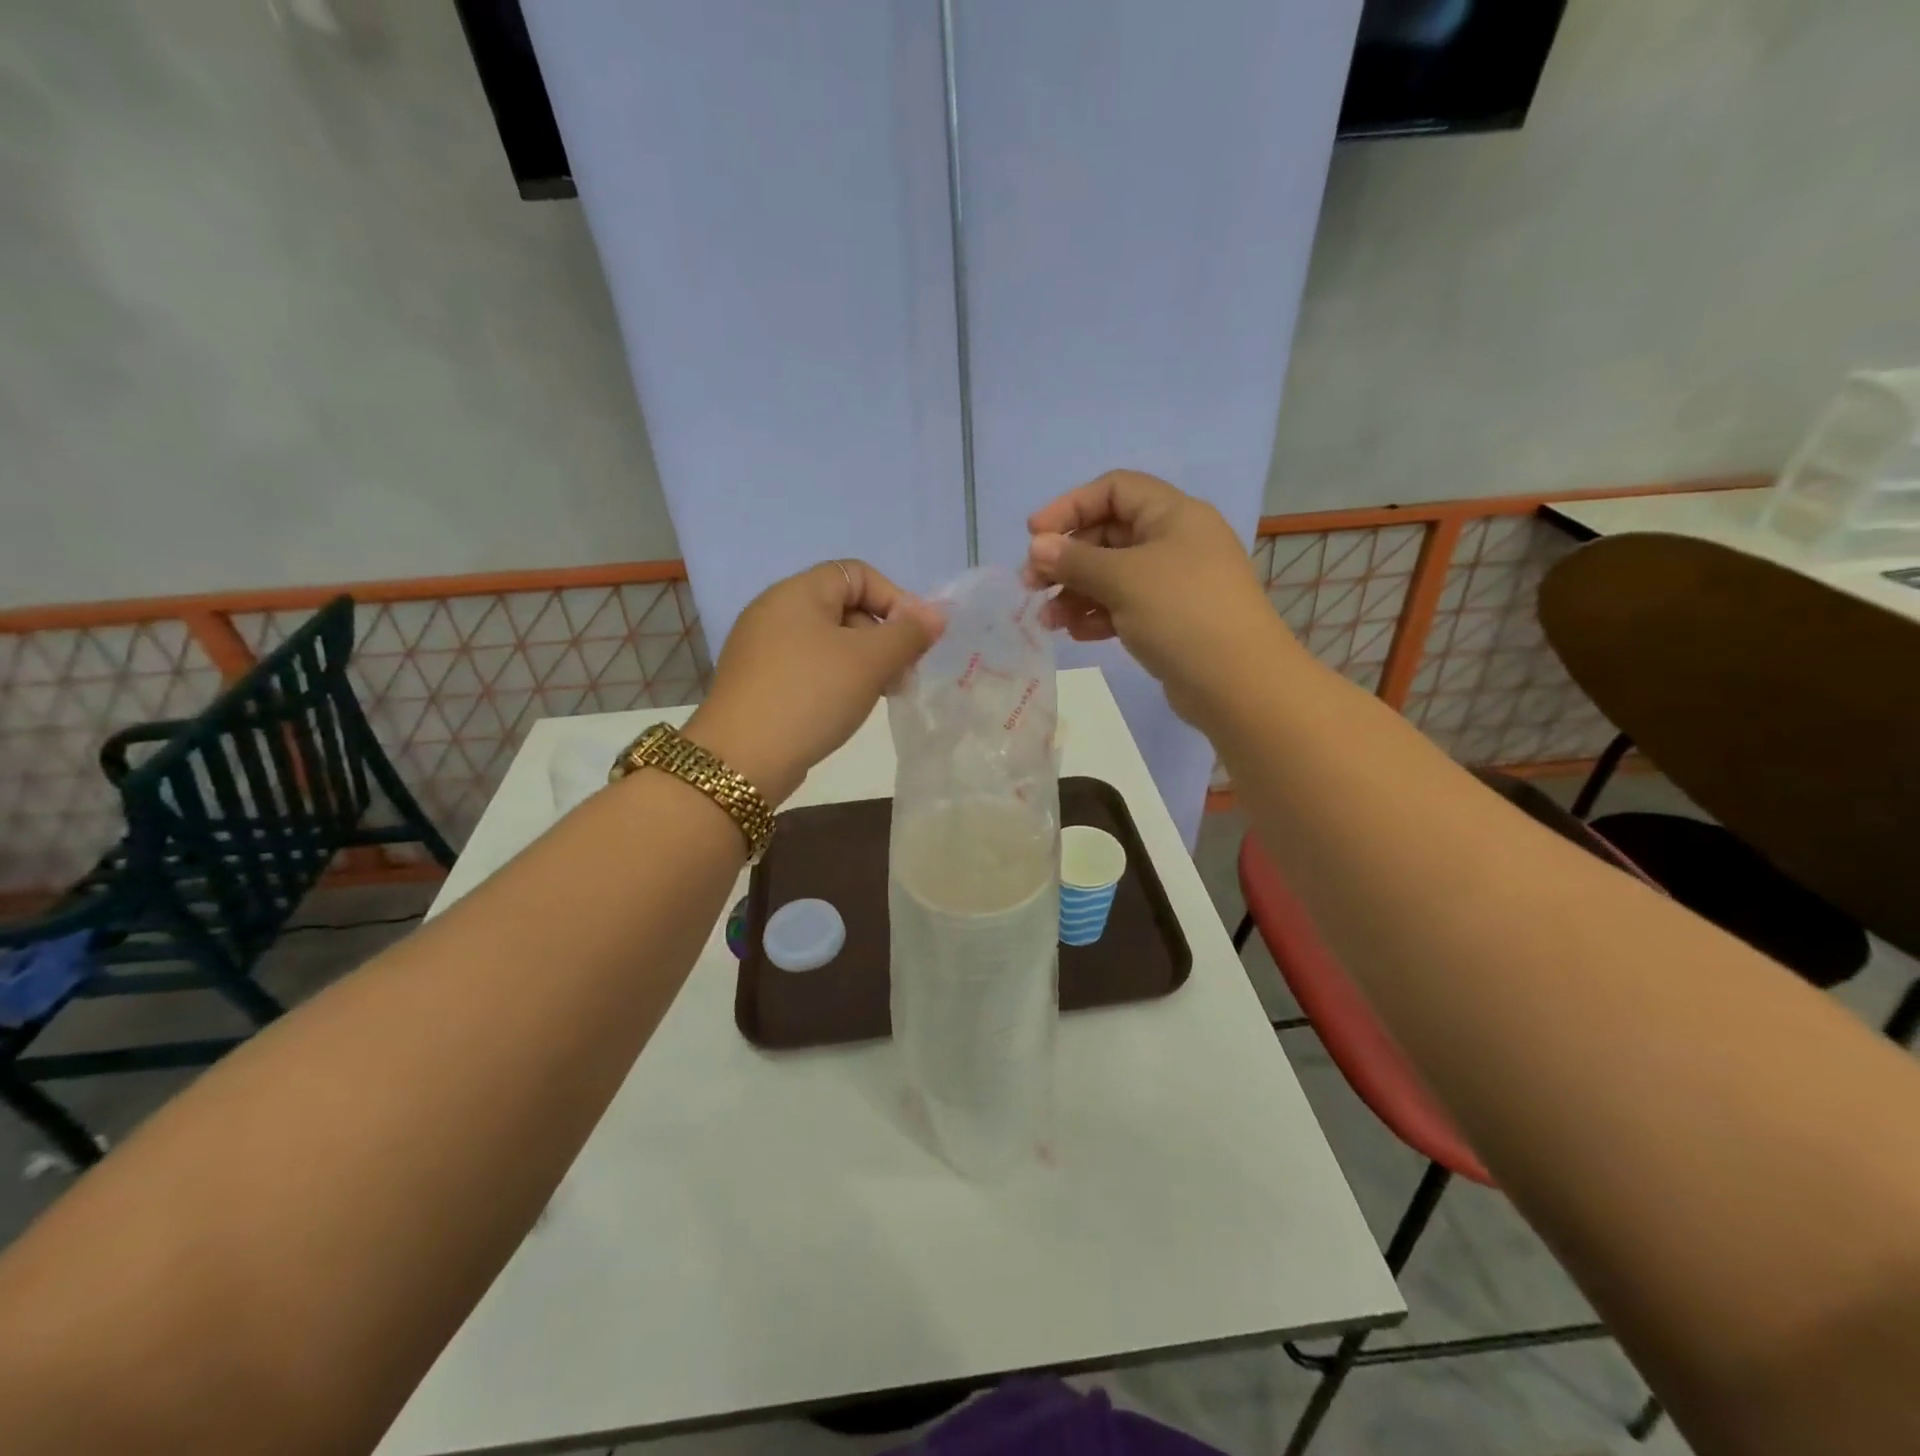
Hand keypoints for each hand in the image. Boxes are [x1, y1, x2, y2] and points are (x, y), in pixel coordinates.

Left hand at [685, 561, 941, 803]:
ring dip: (863, 663)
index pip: (858, 574)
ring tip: (880, 696)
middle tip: (902, 675)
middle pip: (844, 607)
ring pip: (828, 642)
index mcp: (797, 592)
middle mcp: (774, 611)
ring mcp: (761, 649)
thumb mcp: (869, 661)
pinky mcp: (758, 682)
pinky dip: (835, 680)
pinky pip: (808, 668)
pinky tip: (845, 709)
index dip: (894, 599)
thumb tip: (937, 614)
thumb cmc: (810, 696)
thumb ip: (908, 634)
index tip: (914, 640)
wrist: (741, 760)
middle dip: (882, 636)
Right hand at [1026, 471, 1286, 724]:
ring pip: (1112, 575)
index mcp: (1173, 515)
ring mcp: (1174, 583)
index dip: (1070, 506)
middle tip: (1031, 586)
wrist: (1238, 684)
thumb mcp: (1123, 579)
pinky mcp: (1170, 619)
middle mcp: (1175, 541)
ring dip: (1075, 592)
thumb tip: (1037, 547)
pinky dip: (1097, 614)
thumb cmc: (1182, 613)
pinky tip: (1076, 633)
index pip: (1114, 490)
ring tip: (1047, 620)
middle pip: (1108, 535)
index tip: (1033, 536)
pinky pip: (1125, 606)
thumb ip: (1074, 560)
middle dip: (1067, 559)